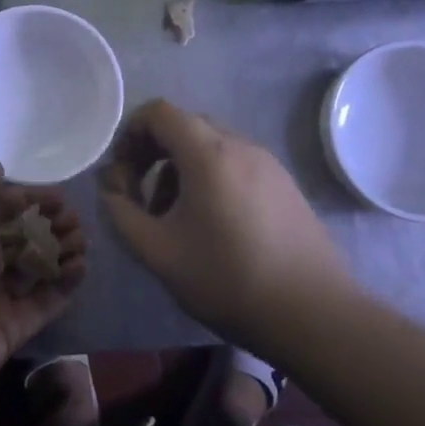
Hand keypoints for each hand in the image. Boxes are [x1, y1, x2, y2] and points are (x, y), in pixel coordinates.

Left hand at [0, 166, 86, 403]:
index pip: (0, 209)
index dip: (29, 200)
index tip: (59, 197)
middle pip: (20, 238)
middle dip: (50, 225)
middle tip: (75, 220)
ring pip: (35, 268)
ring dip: (61, 251)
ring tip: (83, 240)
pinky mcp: (12, 327)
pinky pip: (44, 302)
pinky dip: (64, 284)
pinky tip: (81, 266)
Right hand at [100, 99, 343, 348]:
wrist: (314, 314)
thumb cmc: (227, 279)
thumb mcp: (159, 252)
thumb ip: (123, 214)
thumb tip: (111, 190)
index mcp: (207, 153)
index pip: (159, 112)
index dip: (130, 133)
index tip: (122, 173)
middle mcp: (239, 145)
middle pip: (185, 126)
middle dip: (153, 153)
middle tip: (141, 196)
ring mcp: (267, 163)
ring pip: (211, 146)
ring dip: (181, 168)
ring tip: (174, 217)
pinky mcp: (284, 184)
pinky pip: (236, 164)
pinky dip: (211, 178)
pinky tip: (212, 225)